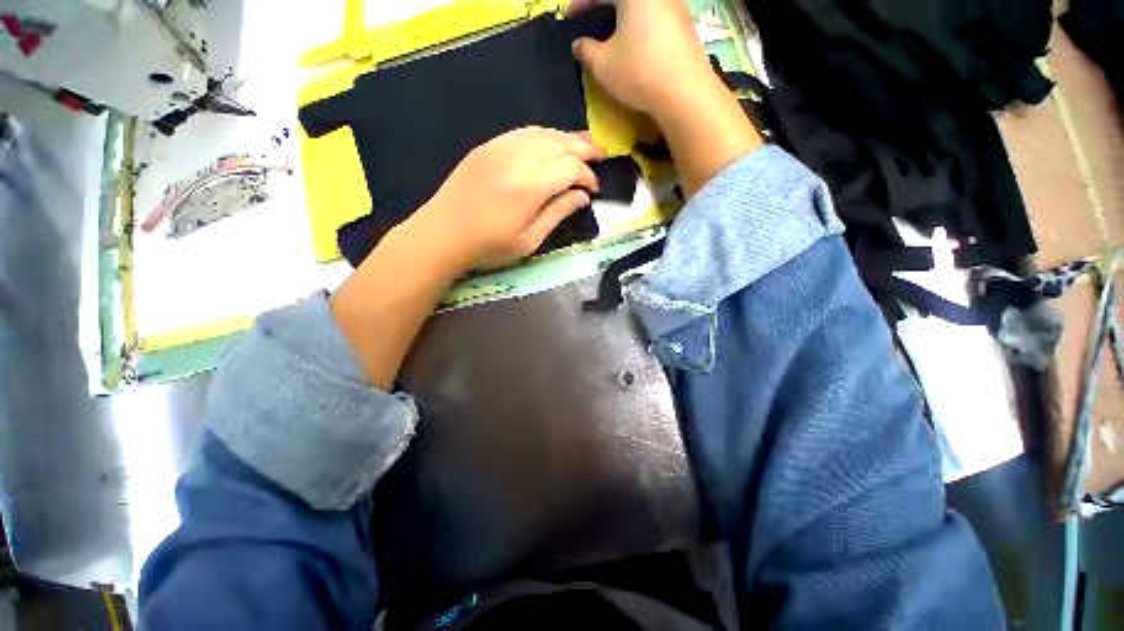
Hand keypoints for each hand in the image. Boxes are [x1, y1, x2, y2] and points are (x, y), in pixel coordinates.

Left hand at [407, 126, 604, 274]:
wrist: (443, 233)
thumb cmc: (488, 246)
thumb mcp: (529, 241)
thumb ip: (557, 213)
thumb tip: (582, 197)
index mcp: (529, 187)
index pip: (571, 168)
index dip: (588, 177)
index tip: (594, 190)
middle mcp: (517, 159)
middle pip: (560, 143)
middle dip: (585, 149)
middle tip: (601, 156)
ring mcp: (499, 148)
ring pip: (543, 133)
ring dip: (566, 138)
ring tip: (583, 146)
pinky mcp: (487, 146)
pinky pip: (522, 133)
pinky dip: (543, 135)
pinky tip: (551, 144)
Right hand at [569, 0, 716, 120]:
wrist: (684, 92)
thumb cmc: (638, 72)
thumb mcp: (603, 65)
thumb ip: (586, 50)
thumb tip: (578, 44)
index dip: (580, 3)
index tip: (568, 17)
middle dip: (604, 6)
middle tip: (591, 18)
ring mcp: (675, 7)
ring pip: (642, 6)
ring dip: (624, 15)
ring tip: (613, 33)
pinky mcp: (686, 26)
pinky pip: (656, 17)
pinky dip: (640, 25)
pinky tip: (636, 44)